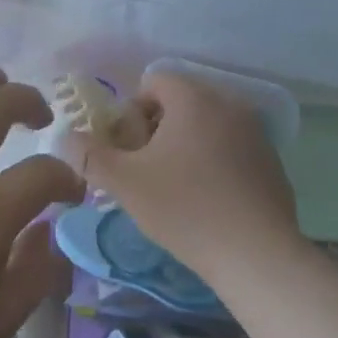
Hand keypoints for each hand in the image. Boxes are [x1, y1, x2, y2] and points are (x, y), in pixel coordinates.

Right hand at [72, 69, 300, 283]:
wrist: (257, 256)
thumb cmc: (185, 209)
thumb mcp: (125, 183)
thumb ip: (90, 156)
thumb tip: (65, 138)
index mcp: (193, 98)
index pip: (154, 81)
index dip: (133, 111)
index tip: (130, 150)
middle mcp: (228, 103)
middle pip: (182, 102)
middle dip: (159, 129)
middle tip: (147, 170)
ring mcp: (256, 132)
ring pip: (208, 125)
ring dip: (188, 145)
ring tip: (177, 188)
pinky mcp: (272, 162)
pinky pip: (233, 149)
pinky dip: (217, 163)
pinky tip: (211, 202)